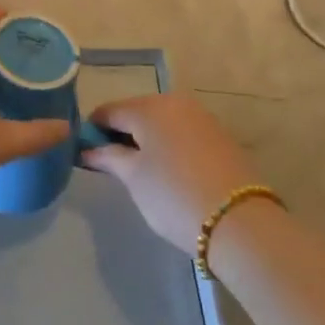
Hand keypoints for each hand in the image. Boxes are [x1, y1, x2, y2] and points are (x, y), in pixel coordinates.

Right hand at [82, 94, 269, 252]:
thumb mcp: (134, 178)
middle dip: (121, 132)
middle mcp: (174, 102)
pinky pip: (183, 131)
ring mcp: (201, 116)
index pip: (109, 111)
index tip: (84, 151)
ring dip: (147, 138)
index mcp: (148, 107)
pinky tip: (169, 170)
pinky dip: (170, 144)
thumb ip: (108, 157)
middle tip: (112, 163)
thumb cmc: (174, 196)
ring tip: (141, 169)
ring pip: (162, 121)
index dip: (93, 129)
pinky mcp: (220, 134)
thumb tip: (88, 149)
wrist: (240, 222)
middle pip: (136, 112)